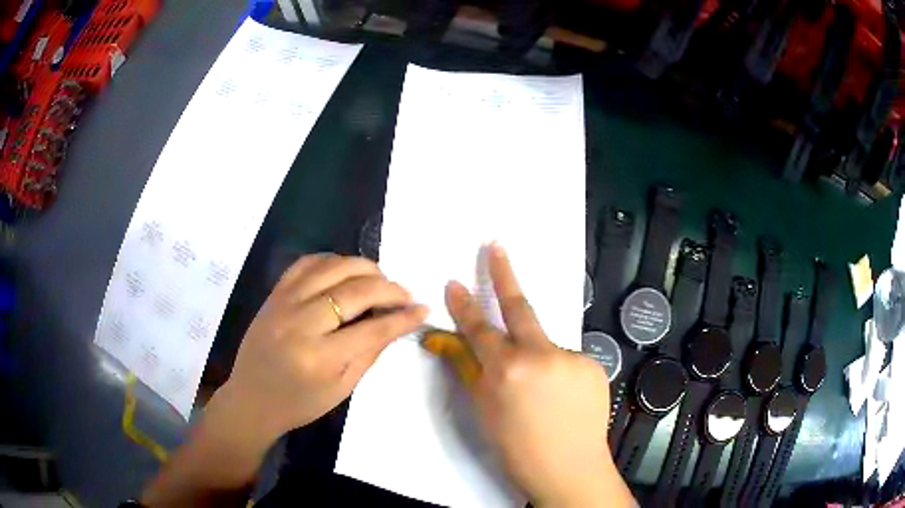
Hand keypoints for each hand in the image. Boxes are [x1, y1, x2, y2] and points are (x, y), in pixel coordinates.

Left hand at [221, 254, 427, 441]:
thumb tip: (397, 323)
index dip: (402, 317)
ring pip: (331, 268)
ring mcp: (283, 304)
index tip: (423, 309)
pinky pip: (305, 263)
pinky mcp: (273, 294)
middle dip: (388, 288)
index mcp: (319, 358)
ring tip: (380, 278)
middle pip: (354, 291)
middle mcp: (300, 324)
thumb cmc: (298, 404)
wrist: (251, 399)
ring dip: (363, 267)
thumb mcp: (341, 389)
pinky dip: (331, 261)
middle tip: (405, 294)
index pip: (372, 329)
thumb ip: (370, 353)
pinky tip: (345, 270)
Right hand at [423, 245, 632, 507]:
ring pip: (545, 345)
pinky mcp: (593, 364)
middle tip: (496, 245)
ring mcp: (572, 357)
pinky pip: (566, 360)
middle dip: (505, 275)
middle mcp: (541, 355)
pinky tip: (560, 399)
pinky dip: (557, 372)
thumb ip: (468, 369)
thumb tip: (446, 340)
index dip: (464, 306)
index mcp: (508, 370)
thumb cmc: (518, 448)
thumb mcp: (485, 412)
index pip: (479, 329)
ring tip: (539, 395)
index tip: (454, 282)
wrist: (570, 469)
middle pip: (519, 308)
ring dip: (536, 357)